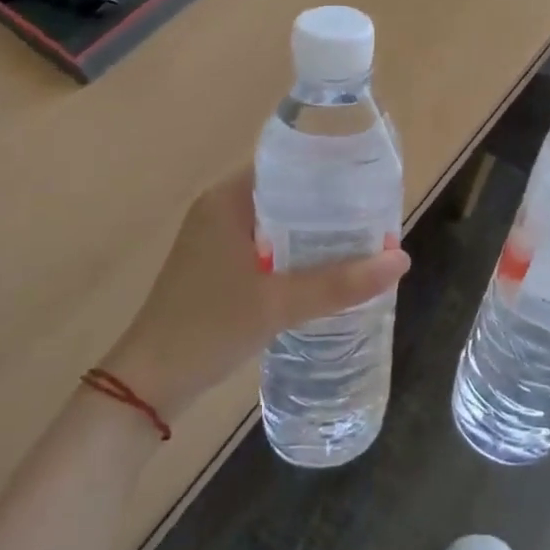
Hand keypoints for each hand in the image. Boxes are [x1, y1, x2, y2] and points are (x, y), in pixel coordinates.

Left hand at [101, 168, 408, 418]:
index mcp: (228, 199)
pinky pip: (267, 245)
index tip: (367, 181)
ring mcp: (216, 239)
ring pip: (278, 222)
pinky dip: (295, 251)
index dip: (328, 170)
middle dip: (328, 205)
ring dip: (313, 231)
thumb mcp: (279, 304)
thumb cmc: (208, 327)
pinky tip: (325, 268)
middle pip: (287, 193)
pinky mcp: (218, 266)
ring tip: (360, 238)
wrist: (148, 384)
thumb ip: (339, 283)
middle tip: (373, 215)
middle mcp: (221, 209)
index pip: (287, 164)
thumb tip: (401, 259)